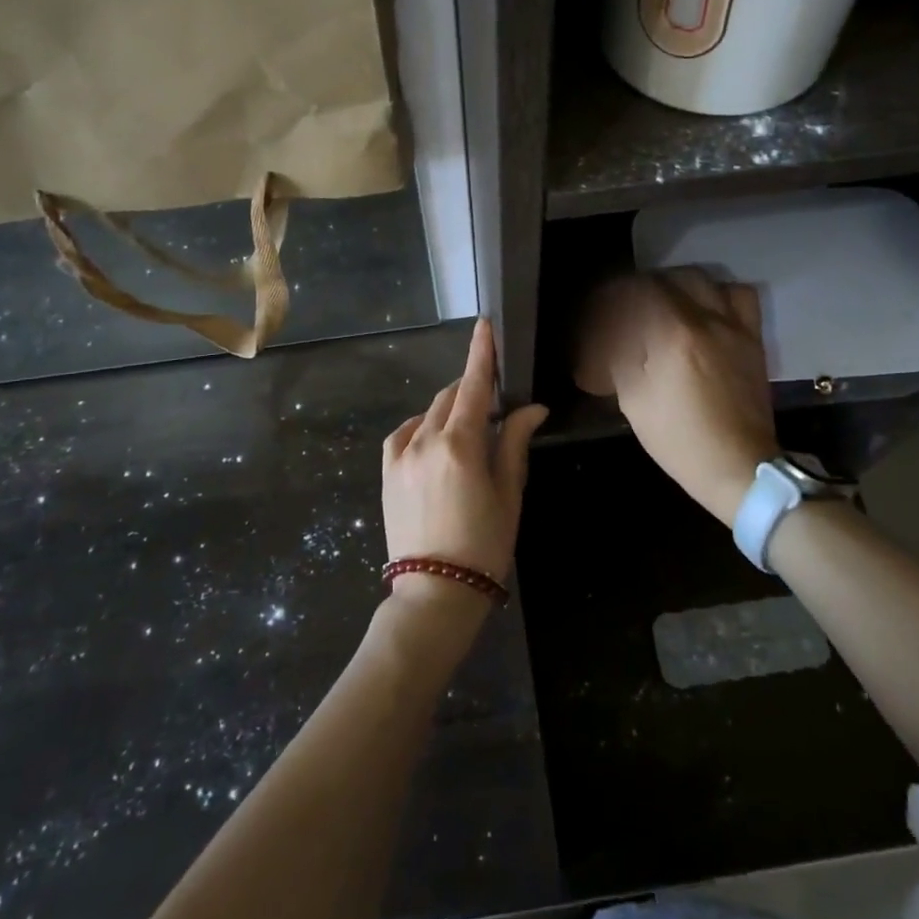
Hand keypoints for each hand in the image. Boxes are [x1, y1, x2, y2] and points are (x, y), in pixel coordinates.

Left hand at [381, 319, 549, 605]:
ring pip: (429, 413)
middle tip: (496, 403)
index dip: (481, 352)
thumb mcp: (508, 493)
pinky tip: (435, 437)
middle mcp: (425, 440)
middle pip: (452, 396)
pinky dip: (423, 425)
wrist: (434, 593)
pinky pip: (404, 432)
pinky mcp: (386, 471)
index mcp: (461, 444)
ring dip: (451, 408)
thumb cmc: (484, 544)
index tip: (485, 325)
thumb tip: (533, 408)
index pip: (475, 385)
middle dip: (473, 388)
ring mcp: (400, 455)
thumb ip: (515, 443)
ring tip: (470, 428)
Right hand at [574, 271, 778, 526]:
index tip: (600, 308)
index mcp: (672, 335)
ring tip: (665, 302)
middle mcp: (706, 319)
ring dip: (678, 283)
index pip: (636, 292)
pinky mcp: (753, 338)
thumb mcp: (634, 400)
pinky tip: (704, 310)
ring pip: (704, 279)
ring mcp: (734, 326)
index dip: (613, 295)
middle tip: (627, 306)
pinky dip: (717, 293)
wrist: (739, 467)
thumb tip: (607, 333)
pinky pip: (739, 295)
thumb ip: (619, 355)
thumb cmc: (679, 439)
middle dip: (643, 287)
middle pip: (669, 278)